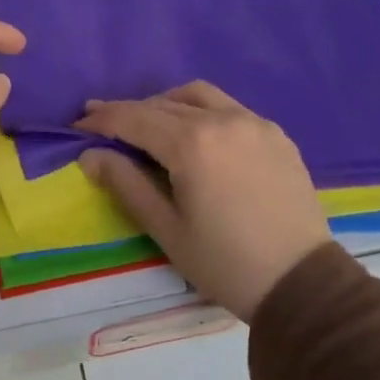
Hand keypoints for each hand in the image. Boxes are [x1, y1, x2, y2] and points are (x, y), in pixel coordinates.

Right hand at [75, 82, 330, 319]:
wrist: (300, 283)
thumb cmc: (224, 263)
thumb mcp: (166, 228)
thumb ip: (126, 184)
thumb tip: (91, 155)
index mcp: (193, 144)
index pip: (135, 119)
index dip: (102, 119)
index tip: (78, 123)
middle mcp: (224, 120)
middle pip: (164, 104)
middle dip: (129, 111)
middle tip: (102, 122)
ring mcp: (255, 123)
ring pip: (199, 96)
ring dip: (166, 104)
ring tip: (148, 125)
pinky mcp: (277, 135)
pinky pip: (230, 109)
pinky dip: (202, 112)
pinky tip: (195, 136)